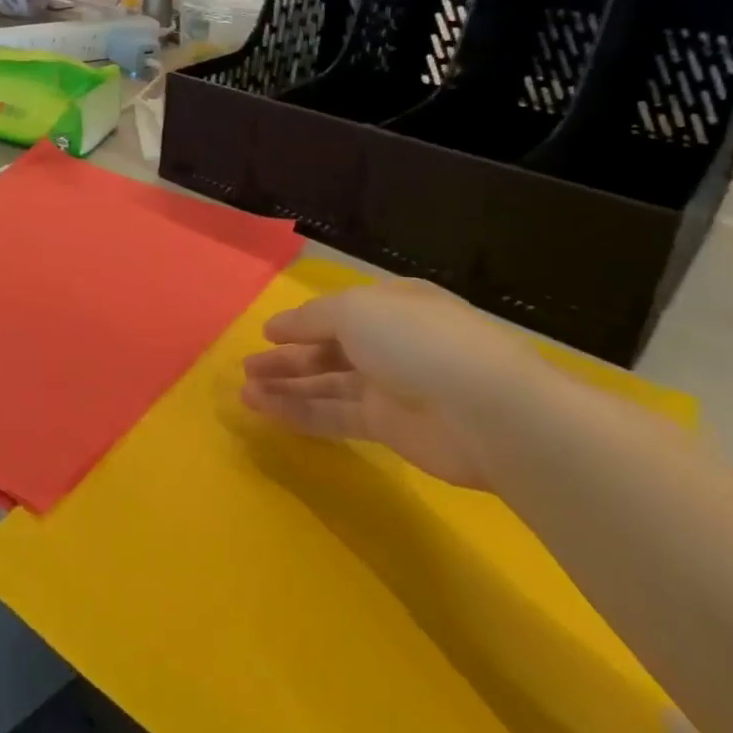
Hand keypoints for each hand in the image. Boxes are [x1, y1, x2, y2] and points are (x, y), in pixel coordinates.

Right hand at [241, 277, 549, 489]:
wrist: (486, 412)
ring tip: (246, 393)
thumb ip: (312, 319)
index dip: (300, 322)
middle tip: (247, 367)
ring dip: (287, 387)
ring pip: (327, 384)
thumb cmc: (416, 341)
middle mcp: (390, 343)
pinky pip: (335, 416)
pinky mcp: (389, 428)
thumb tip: (280, 328)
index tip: (266, 333)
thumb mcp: (355, 310)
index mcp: (390, 305)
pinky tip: (267, 412)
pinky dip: (301, 413)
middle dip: (287, 358)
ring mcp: (390, 387)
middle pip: (328, 349)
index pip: (337, 311)